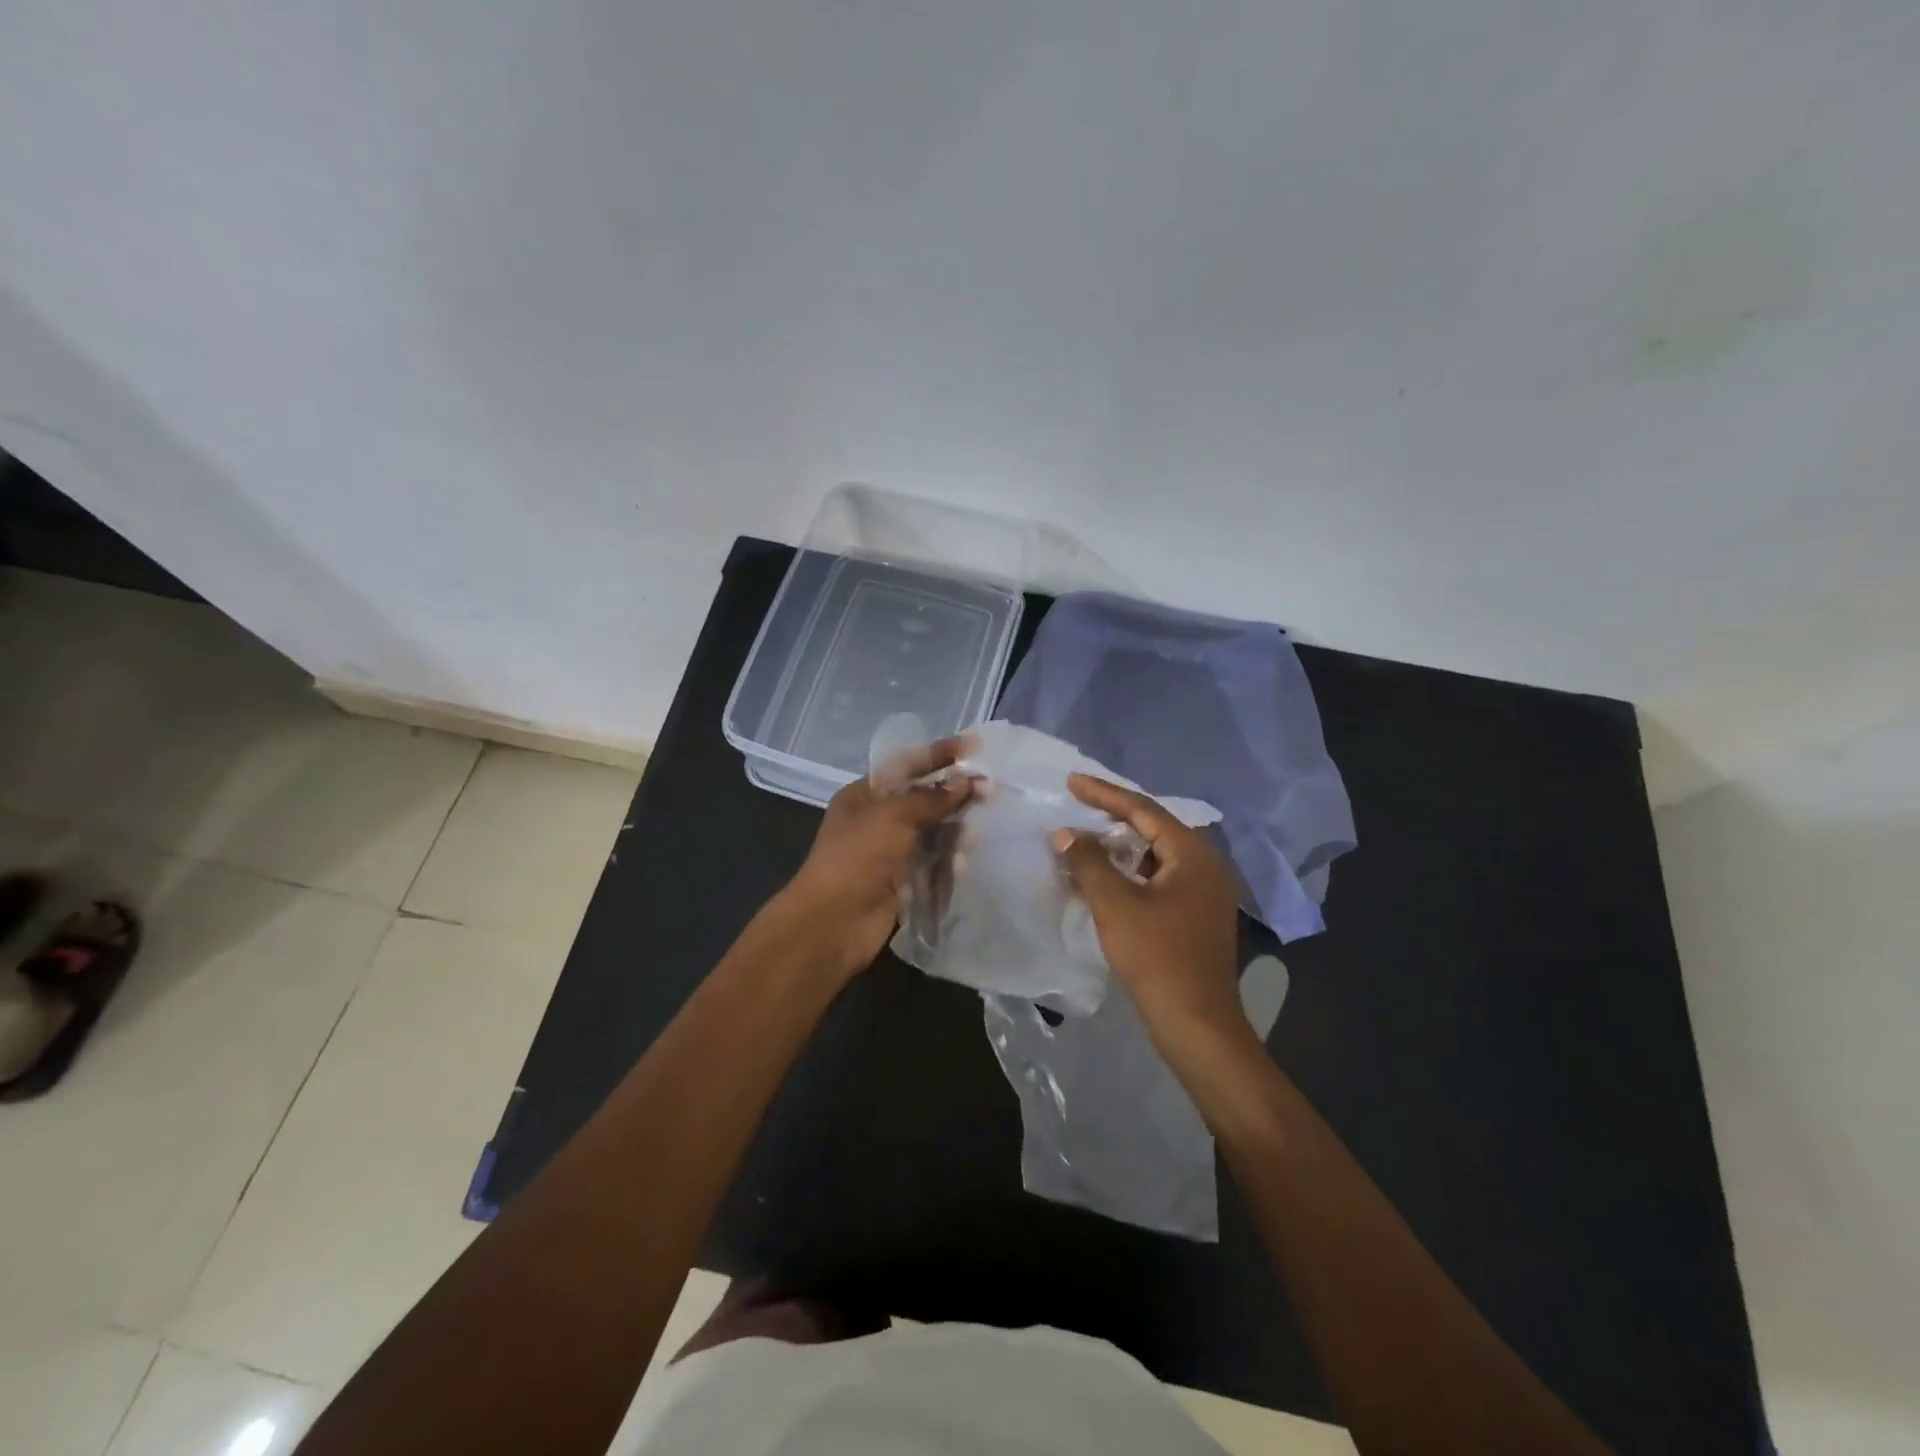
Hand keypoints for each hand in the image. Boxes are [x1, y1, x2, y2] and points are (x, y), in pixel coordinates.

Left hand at [779, 737, 972, 979]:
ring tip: (980, 828)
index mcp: (864, 795)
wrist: (833, 922)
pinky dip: (948, 861)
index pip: (907, 765)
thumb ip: (932, 798)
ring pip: (931, 833)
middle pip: (923, 800)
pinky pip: (932, 865)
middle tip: (991, 791)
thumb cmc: (858, 857)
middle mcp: (877, 820)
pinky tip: (964, 862)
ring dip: (955, 830)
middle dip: (954, 795)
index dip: (939, 754)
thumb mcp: (893, 816)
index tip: (974, 747)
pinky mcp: (902, 883)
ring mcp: (890, 853)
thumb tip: (966, 783)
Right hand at [1053, 773, 1250, 1052]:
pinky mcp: (1197, 914)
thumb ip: (1088, 863)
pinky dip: (1131, 870)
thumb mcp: (1116, 905)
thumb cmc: (1158, 958)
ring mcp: (1205, 892)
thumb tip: (1065, 833)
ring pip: (1156, 854)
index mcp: (1193, 854)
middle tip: (1078, 803)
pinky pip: (1160, 876)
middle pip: (1154, 827)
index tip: (1071, 781)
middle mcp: (1206, 865)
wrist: (1198, 1025)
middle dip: (1114, 815)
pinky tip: (1105, 876)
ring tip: (1086, 836)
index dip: (1104, 794)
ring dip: (1121, 845)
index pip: (1143, 809)